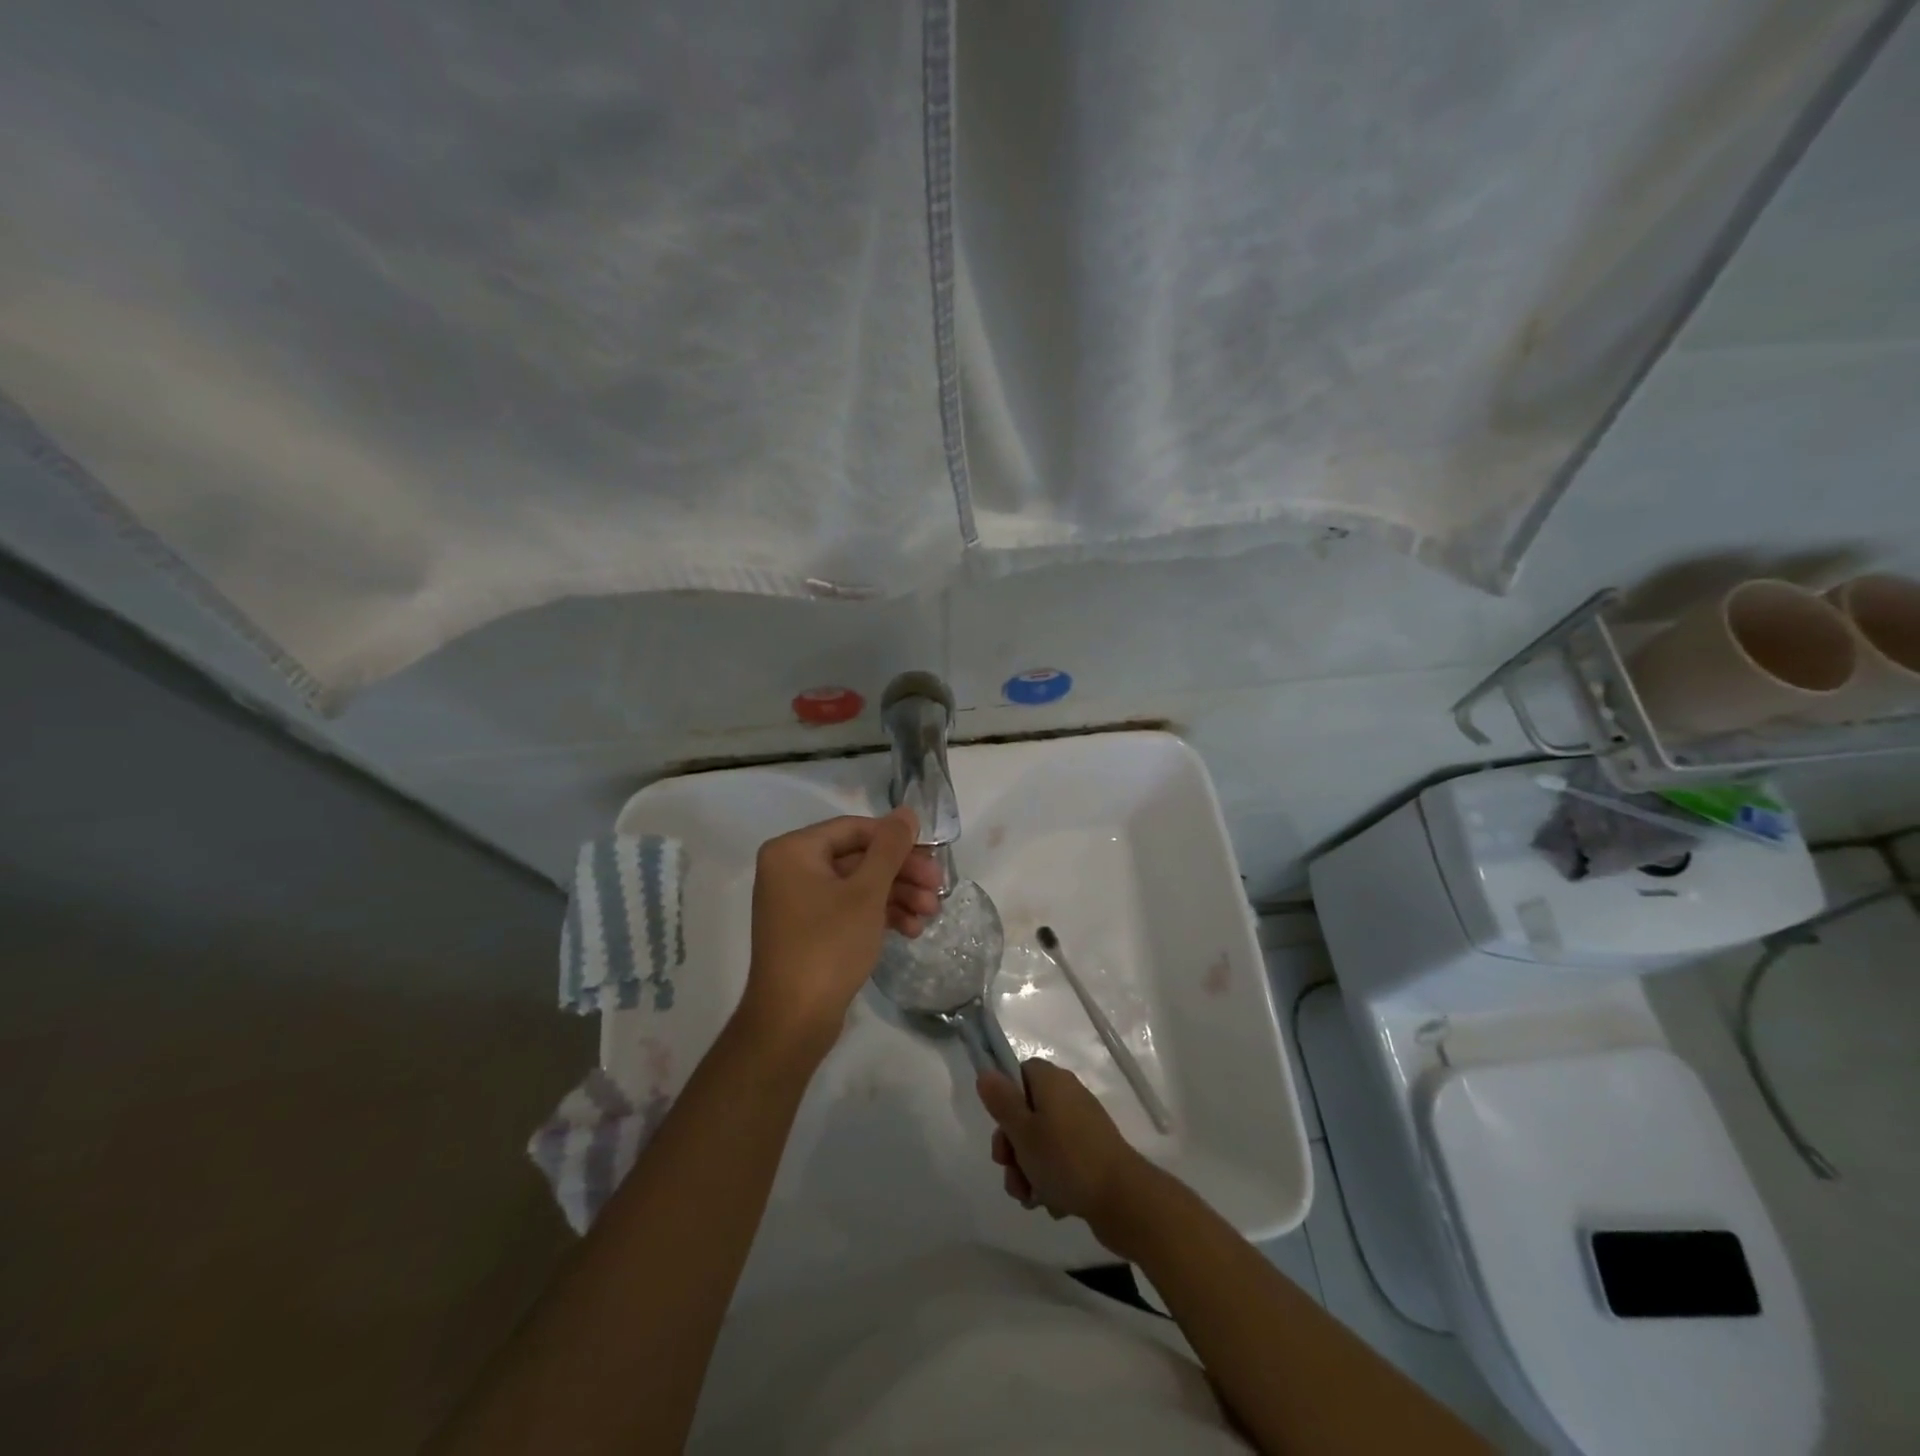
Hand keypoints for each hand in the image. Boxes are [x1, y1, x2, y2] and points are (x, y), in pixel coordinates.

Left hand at [737, 807, 941, 1061]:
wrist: (792, 1021)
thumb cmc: (828, 946)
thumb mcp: (867, 892)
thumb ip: (890, 848)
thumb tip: (906, 811)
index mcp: (793, 851)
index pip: (855, 829)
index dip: (897, 841)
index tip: (932, 856)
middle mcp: (791, 869)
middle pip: (859, 857)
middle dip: (902, 874)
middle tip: (938, 887)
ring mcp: (799, 901)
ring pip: (858, 885)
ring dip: (897, 896)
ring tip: (930, 914)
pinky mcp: (809, 930)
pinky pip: (849, 909)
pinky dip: (879, 915)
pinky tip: (911, 930)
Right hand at [977, 1060, 1151, 1239]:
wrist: (1122, 1199)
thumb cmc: (1065, 1159)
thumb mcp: (1023, 1131)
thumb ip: (1001, 1102)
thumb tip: (986, 1072)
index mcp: (1052, 1081)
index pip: (1020, 1074)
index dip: (1005, 1100)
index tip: (1002, 1128)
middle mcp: (1068, 1096)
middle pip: (1027, 1113)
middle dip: (1013, 1149)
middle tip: (1011, 1172)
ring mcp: (1082, 1126)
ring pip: (1041, 1143)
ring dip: (1029, 1171)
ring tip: (1031, 1198)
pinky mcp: (1093, 1154)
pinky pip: (1061, 1162)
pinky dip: (1053, 1181)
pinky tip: (1054, 1203)